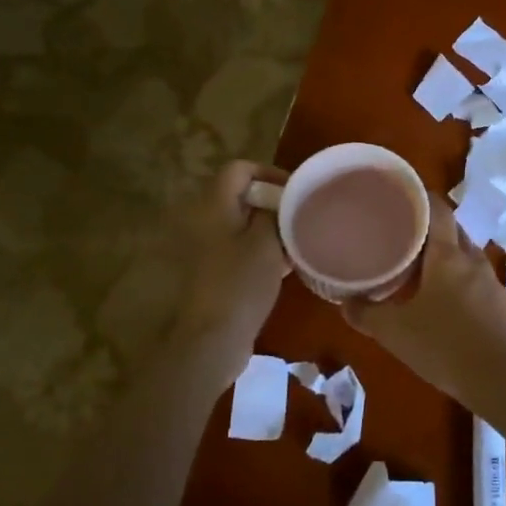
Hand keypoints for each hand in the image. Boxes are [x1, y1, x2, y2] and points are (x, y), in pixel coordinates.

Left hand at [171, 161, 290, 377]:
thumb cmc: (241, 283)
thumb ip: (277, 212)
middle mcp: (205, 220)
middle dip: (273, 202)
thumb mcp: (267, 241)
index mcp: (214, 206)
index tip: (295, 191)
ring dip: (269, 227)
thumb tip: (283, 199)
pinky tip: (285, 265)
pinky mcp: (213, 271)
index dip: (268, 172)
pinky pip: (240, 247)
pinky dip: (261, 248)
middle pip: (241, 195)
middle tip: (301, 215)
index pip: (239, 168)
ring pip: (243, 223)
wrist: (214, 337)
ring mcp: (206, 248)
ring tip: (298, 241)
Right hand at [345, 194, 505, 403]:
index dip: (421, 197)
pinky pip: (474, 277)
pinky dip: (457, 277)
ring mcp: (491, 281)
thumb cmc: (444, 346)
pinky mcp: (501, 303)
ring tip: (417, 266)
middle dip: (429, 227)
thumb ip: (366, 314)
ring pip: (464, 254)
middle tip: (401, 233)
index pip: (438, 209)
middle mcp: (472, 259)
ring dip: (444, 254)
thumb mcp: (394, 332)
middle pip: (452, 229)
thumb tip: (345, 302)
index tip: (401, 196)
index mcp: (448, 255)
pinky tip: (442, 298)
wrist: (501, 380)